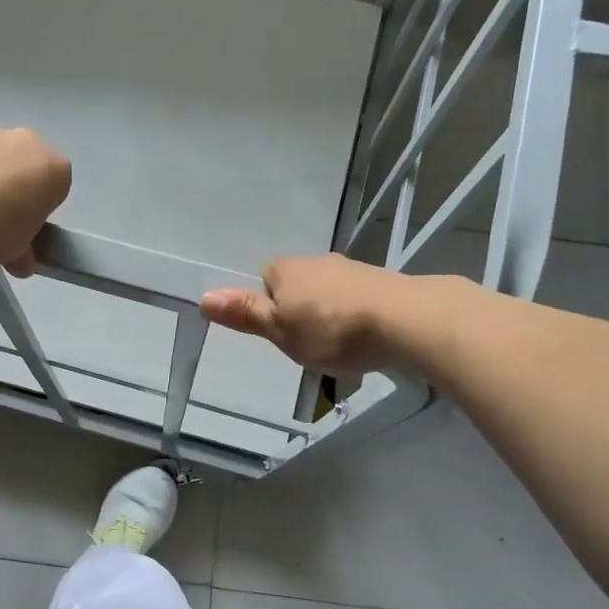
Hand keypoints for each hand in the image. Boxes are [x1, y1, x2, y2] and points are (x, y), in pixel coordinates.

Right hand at [201, 253, 412, 376]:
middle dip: (302, 310)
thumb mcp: (280, 330)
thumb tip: (203, 298)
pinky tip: (366, 340)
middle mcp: (319, 261)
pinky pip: (359, 301)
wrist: (404, 321)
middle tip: (308, 344)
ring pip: (331, 293)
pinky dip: (358, 318)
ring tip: (340, 347)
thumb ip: (246, 315)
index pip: (266, 280)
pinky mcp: (383, 285)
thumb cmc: (331, 329)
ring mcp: (354, 270)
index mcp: (287, 269)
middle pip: (300, 285)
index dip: (271, 306)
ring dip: (332, 314)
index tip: (282, 333)